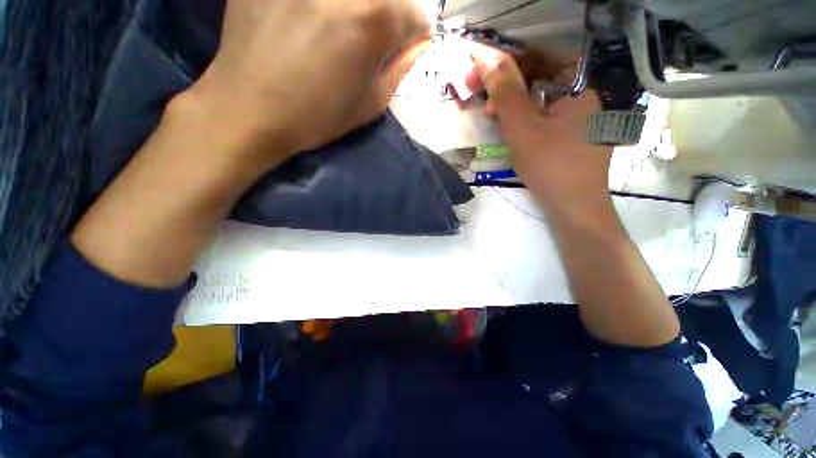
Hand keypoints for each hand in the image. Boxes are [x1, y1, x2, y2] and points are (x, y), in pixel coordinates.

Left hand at [187, 0, 430, 161]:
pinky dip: (299, 5)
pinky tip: (290, 18)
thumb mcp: (369, 102)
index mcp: (375, 14)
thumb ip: (402, 64)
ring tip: (316, 26)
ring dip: (339, 9)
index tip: (385, 47)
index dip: (404, 34)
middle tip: (347, 35)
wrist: (238, 113)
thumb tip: (416, 40)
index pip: (415, 13)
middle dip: (375, 14)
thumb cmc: (305, 114)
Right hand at [468, 50, 612, 211]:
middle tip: (478, 87)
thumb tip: (484, 52)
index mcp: (584, 87)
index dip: (509, 56)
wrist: (579, 215)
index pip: (542, 55)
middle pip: (543, 73)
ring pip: (543, 91)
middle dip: (508, 79)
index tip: (481, 64)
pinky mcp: (578, 129)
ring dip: (514, 96)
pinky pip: (549, 108)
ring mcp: (585, 113)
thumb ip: (504, 87)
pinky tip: (507, 120)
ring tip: (489, 110)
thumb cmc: (554, 168)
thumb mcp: (522, 125)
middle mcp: (588, 95)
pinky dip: (527, 110)